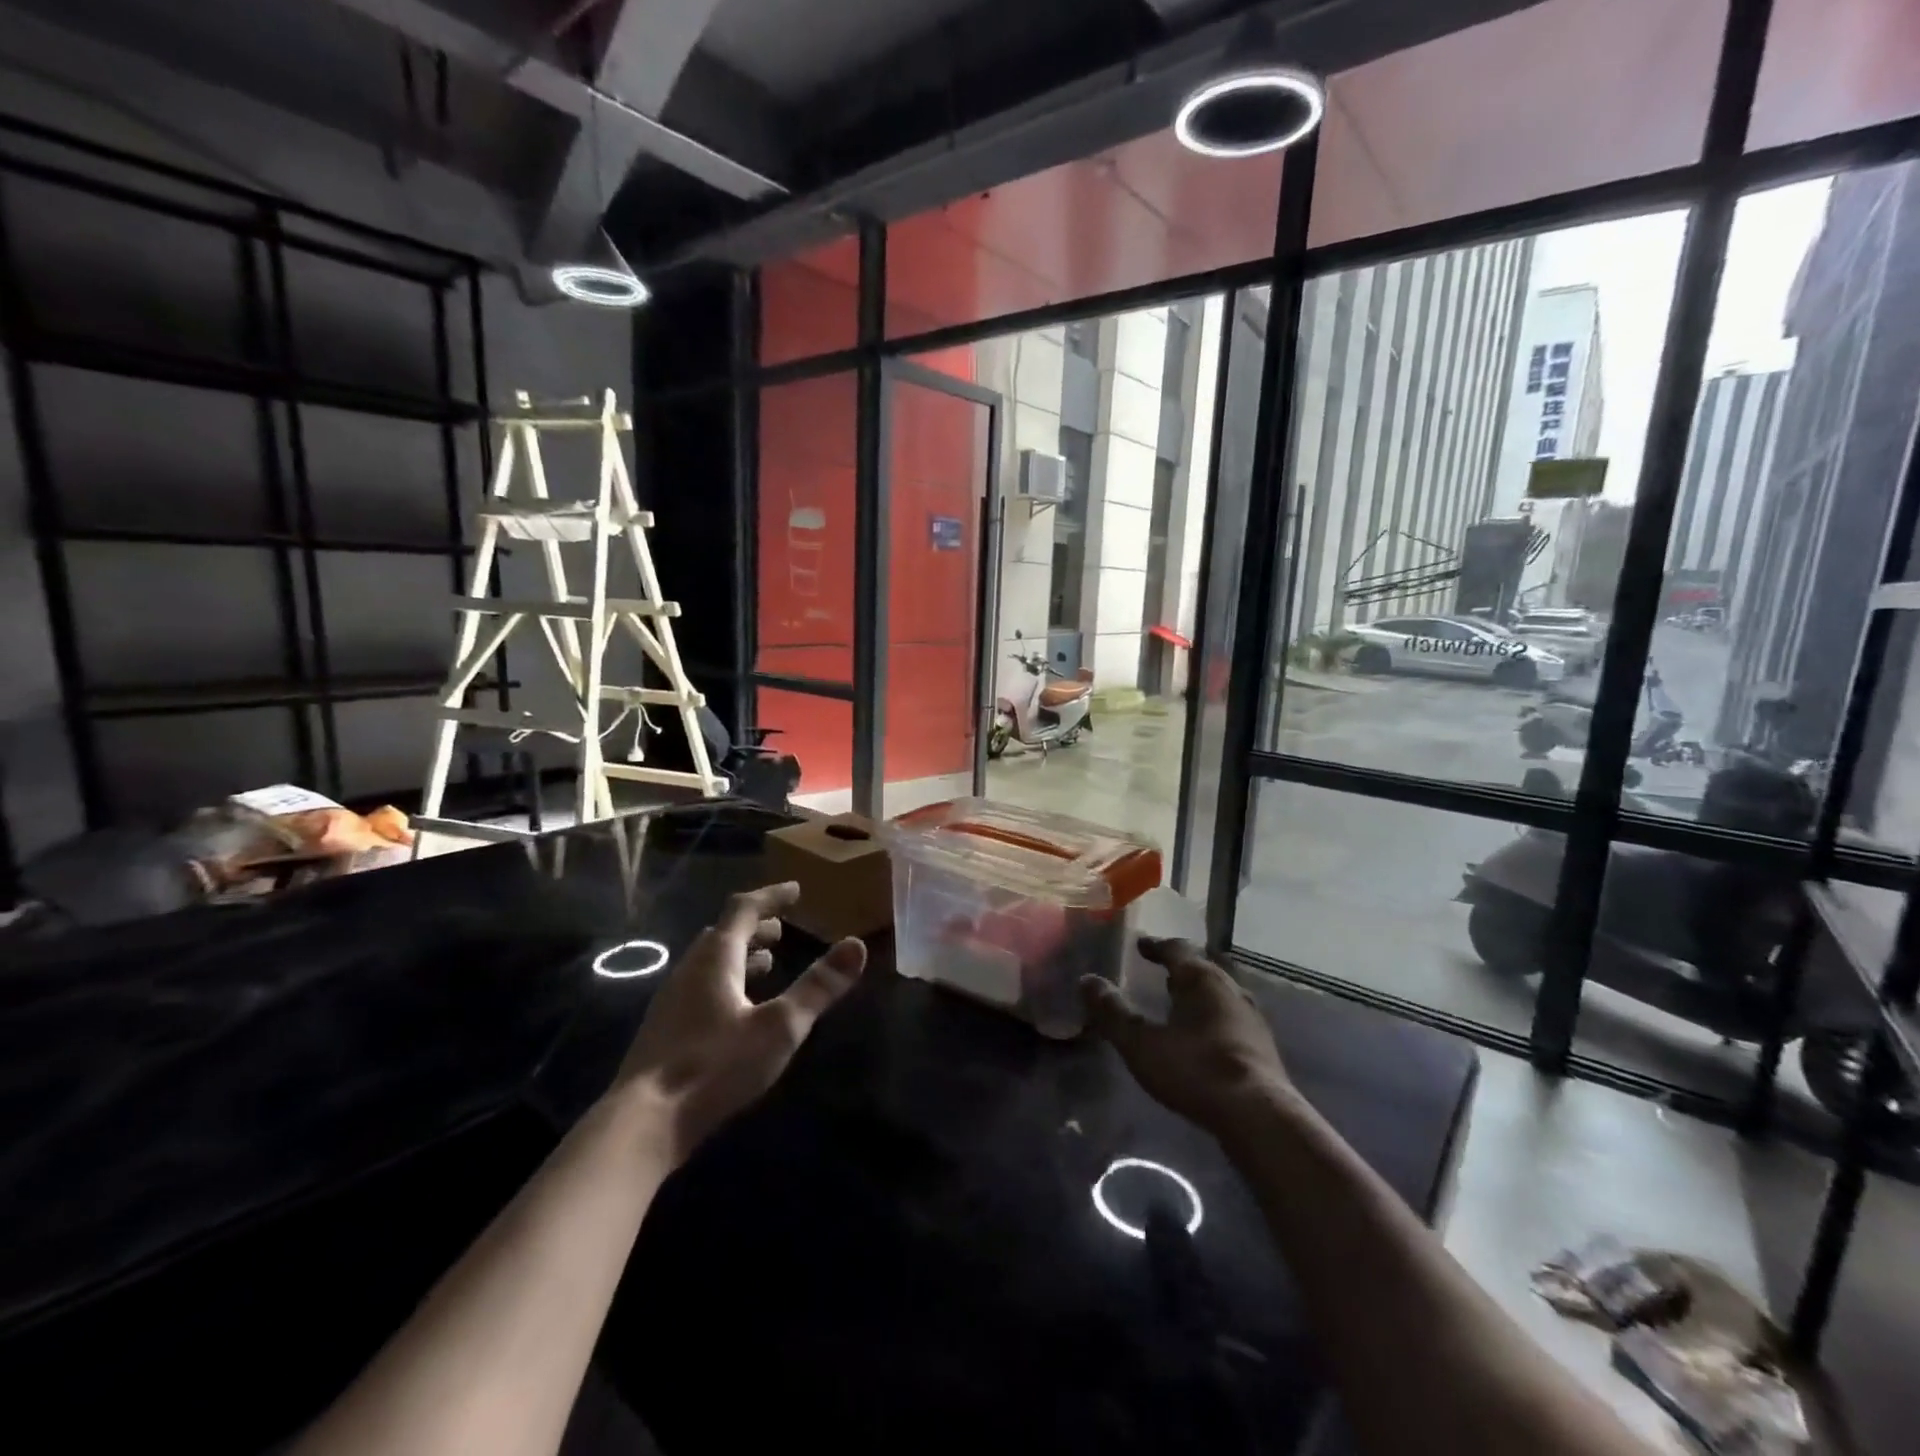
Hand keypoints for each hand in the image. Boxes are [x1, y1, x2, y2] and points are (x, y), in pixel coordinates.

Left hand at [616, 881, 864, 1162]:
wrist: (643, 1123)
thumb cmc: (715, 1067)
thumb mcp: (780, 1027)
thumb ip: (818, 987)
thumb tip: (857, 944)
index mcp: (716, 958)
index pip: (744, 909)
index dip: (771, 897)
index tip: (796, 890)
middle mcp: (690, 970)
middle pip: (723, 934)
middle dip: (755, 926)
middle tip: (782, 929)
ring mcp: (672, 1000)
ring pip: (710, 962)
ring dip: (740, 955)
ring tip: (767, 963)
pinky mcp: (666, 1030)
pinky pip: (700, 986)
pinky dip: (726, 981)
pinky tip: (738, 1009)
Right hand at [1080, 938, 1291, 1134]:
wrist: (1259, 1116)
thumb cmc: (1195, 1069)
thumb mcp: (1141, 1043)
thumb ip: (1113, 1012)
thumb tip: (1086, 980)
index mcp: (1201, 979)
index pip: (1176, 949)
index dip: (1156, 946)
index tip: (1140, 945)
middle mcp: (1230, 990)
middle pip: (1202, 969)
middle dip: (1180, 969)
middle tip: (1160, 972)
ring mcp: (1251, 1019)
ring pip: (1219, 994)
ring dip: (1198, 994)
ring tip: (1179, 1003)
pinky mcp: (1262, 1048)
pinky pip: (1230, 1019)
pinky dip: (1212, 1018)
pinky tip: (1203, 1037)